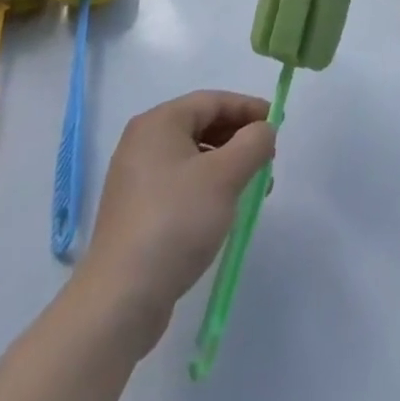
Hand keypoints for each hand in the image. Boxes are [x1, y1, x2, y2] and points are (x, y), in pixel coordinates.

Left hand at [75, 90, 274, 350]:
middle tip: (267, 158)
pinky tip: (224, 209)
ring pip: (194, 156)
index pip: (213, 101)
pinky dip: (208, 186)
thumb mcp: (226, 175)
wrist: (122, 299)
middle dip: (239, 138)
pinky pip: (181, 183)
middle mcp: (143, 143)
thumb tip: (264, 130)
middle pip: (202, 125)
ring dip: (228, 165)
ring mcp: (136, 179)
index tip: (277, 124)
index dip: (248, 108)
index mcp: (159, 123)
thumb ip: (254, 142)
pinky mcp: (137, 211)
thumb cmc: (176, 221)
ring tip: (253, 188)